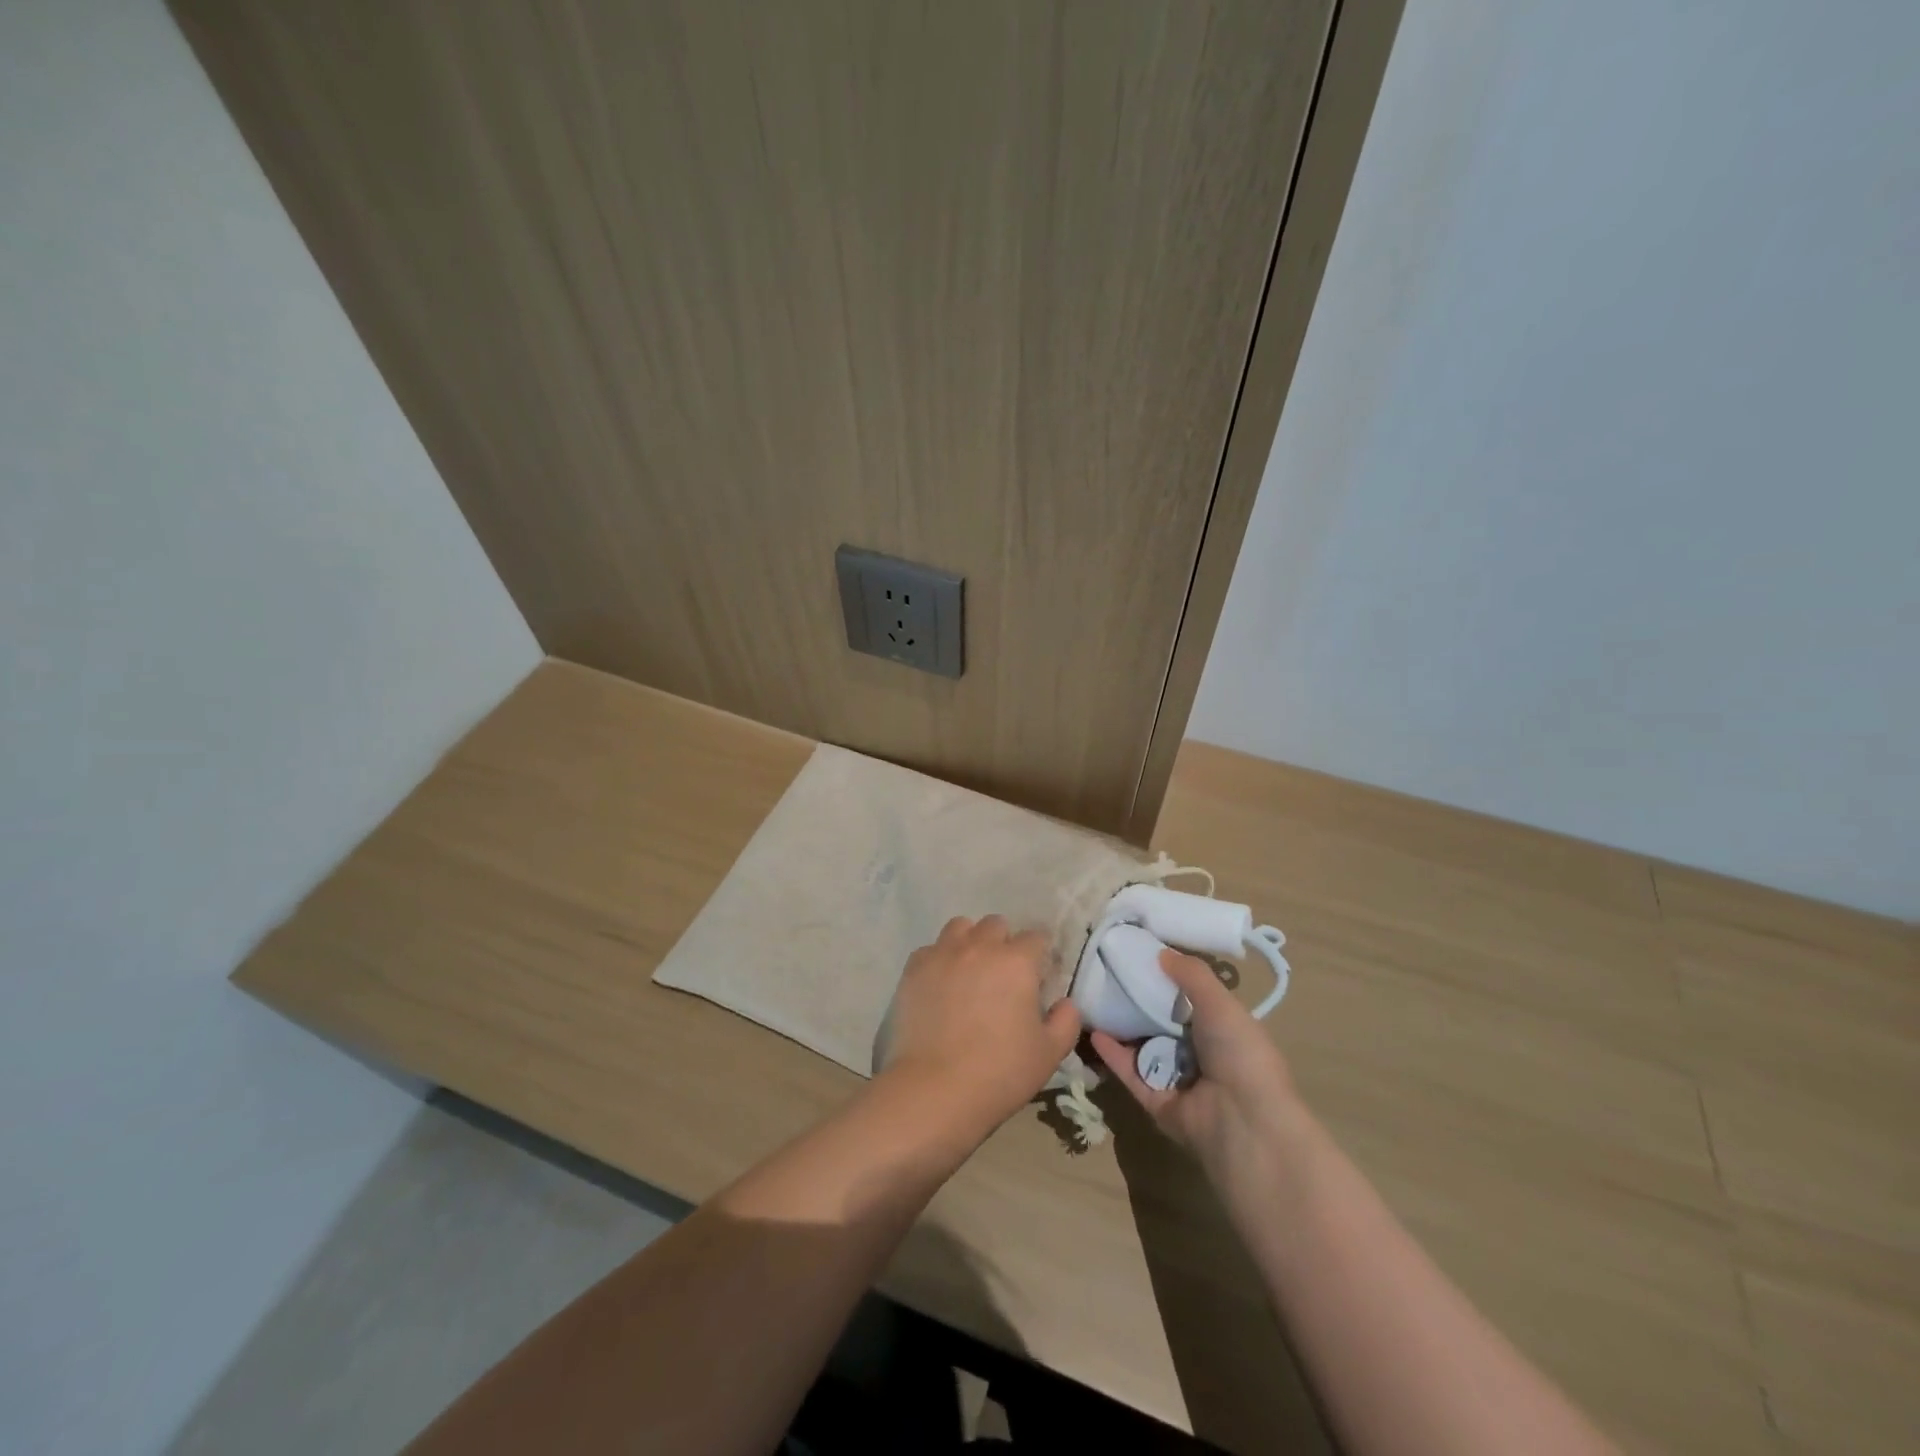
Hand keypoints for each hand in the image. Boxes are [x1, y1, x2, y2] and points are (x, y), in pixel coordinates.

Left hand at [875, 915, 1081, 1135]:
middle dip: (1004, 941)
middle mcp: (979, 946)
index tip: (1038, 973)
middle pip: (995, 925)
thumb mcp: (1049, 1053)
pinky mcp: (913, 969)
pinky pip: (930, 950)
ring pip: (960, 927)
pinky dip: (939, 960)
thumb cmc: (1000, 1072)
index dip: (1040, 953)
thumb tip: (1065, 1003)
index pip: (1036, 937)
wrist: (935, 1089)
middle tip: (1003, 974)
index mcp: (1016, 961)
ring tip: (970, 969)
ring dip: (970, 941)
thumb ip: (1066, 1021)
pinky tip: (940, 985)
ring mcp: (942, 954)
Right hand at [1091, 948, 1308, 1205]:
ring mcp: (1178, 1081)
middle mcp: (1201, 1056)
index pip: (1190, 1001)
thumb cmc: (1240, 1054)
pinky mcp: (1156, 1102)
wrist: (1244, 1123)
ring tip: (1092, 1000)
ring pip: (1143, 1049)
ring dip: (1121, 1028)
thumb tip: (1161, 952)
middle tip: (1107, 976)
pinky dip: (1113, 1055)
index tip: (1138, 957)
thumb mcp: (1221, 1003)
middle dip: (1137, 1003)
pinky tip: (1094, 1032)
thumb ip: (1192, 975)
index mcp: (1223, 1031)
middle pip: (1162, 1024)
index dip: (1166, 980)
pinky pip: (1131, 1074)